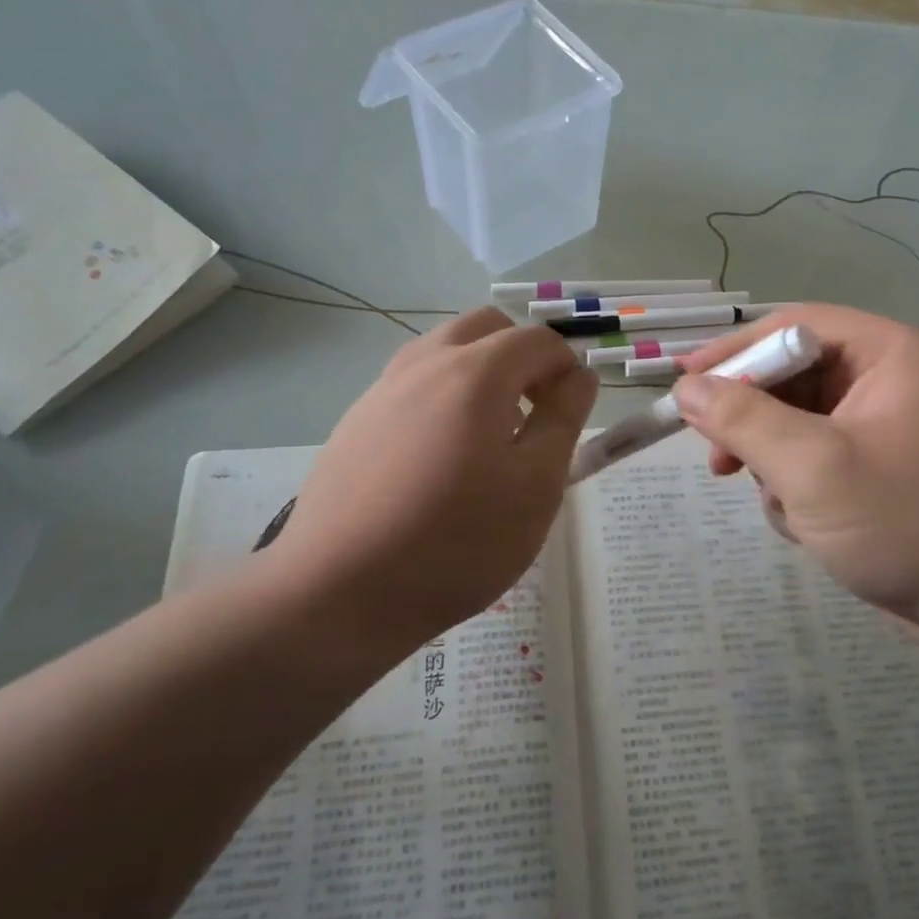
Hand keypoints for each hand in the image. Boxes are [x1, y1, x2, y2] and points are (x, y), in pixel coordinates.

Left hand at [262, 307, 595, 645]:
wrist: (338, 591)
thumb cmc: (456, 542)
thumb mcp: (536, 486)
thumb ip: (564, 420)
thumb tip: (579, 376)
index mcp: (475, 372)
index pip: (537, 339)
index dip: (568, 367)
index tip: (572, 414)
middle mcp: (424, 364)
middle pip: (485, 327)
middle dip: (521, 356)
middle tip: (534, 414)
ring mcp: (382, 390)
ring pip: (443, 352)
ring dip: (479, 374)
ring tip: (489, 440)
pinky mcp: (355, 421)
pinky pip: (411, 386)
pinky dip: (441, 398)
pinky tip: (438, 463)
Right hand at [673, 305, 918, 648]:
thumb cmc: (907, 523)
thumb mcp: (812, 466)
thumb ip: (742, 418)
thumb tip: (685, 387)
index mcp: (893, 354)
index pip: (795, 326)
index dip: (734, 352)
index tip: (683, 383)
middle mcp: (897, 379)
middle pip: (797, 378)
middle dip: (755, 422)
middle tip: (718, 461)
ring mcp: (895, 428)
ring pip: (804, 425)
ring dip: (778, 464)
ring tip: (781, 507)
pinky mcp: (890, 472)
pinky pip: (824, 460)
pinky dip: (804, 490)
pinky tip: (810, 528)